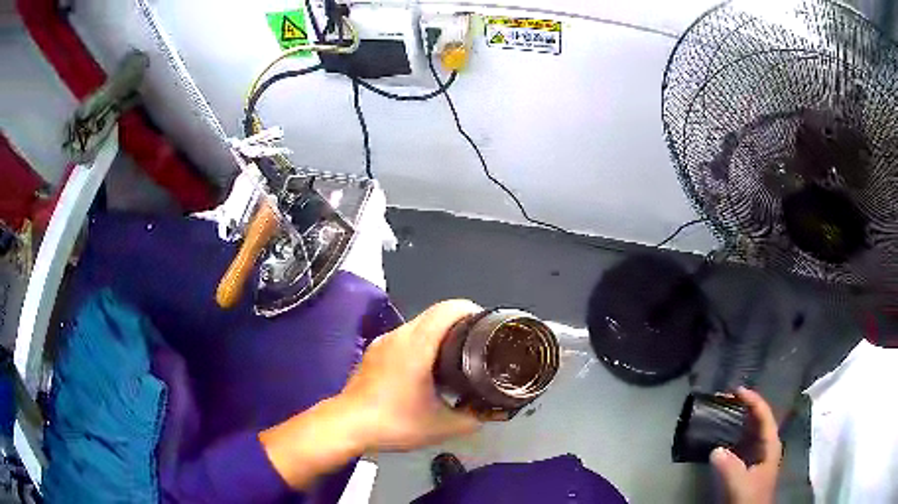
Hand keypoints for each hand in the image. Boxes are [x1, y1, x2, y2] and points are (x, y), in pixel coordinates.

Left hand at [260, 300, 482, 489]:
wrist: (348, 424)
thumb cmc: (394, 422)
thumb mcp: (441, 426)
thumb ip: (471, 419)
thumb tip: (487, 413)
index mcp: (417, 346)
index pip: (446, 310)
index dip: (469, 310)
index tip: (484, 324)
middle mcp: (398, 336)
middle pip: (433, 313)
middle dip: (458, 321)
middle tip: (475, 342)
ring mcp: (382, 342)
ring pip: (417, 325)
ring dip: (437, 333)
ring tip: (453, 355)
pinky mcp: (373, 352)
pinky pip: (403, 337)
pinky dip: (420, 343)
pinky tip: (424, 368)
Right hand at [711, 387, 781, 503]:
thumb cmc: (750, 498)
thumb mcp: (741, 485)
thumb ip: (731, 467)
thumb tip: (716, 449)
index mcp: (770, 445)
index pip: (764, 415)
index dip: (753, 401)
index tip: (737, 390)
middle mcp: (767, 445)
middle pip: (759, 419)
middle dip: (745, 406)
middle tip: (727, 398)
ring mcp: (758, 455)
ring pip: (751, 430)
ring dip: (739, 419)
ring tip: (724, 410)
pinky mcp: (749, 464)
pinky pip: (743, 442)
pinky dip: (734, 434)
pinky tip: (724, 435)